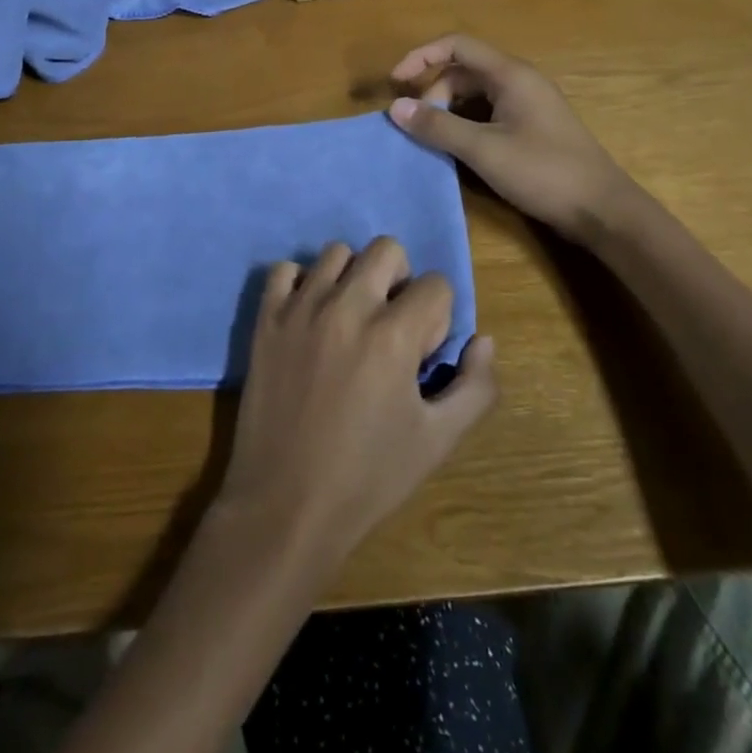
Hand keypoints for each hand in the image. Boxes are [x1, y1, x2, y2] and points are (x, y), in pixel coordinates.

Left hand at [216, 238, 495, 570]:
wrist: (286, 503)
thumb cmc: (368, 476)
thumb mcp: (438, 441)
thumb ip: (475, 387)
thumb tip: (484, 339)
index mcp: (393, 335)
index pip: (436, 285)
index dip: (439, 317)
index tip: (422, 352)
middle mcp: (347, 307)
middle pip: (387, 249)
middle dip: (401, 280)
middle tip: (392, 324)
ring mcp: (301, 308)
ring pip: (336, 252)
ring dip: (353, 276)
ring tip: (351, 318)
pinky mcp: (267, 318)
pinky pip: (285, 269)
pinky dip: (301, 282)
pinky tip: (310, 314)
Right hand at [387, 34, 632, 243]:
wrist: (602, 210)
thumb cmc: (543, 172)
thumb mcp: (483, 149)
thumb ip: (438, 126)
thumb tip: (395, 107)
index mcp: (510, 74)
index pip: (456, 46)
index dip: (421, 57)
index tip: (396, 82)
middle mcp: (519, 81)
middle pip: (463, 70)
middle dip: (434, 92)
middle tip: (420, 127)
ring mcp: (527, 104)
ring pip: (475, 94)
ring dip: (448, 110)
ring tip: (434, 139)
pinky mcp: (531, 126)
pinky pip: (488, 112)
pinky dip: (465, 123)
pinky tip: (459, 149)